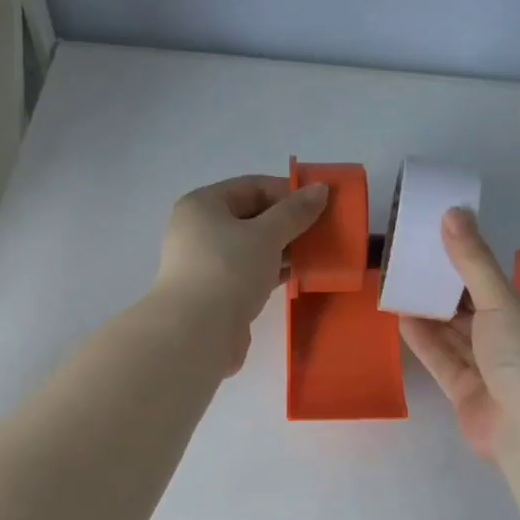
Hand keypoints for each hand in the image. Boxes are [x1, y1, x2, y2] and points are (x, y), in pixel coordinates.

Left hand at [154, 175, 328, 372]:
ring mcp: (206, 265)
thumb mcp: (266, 235)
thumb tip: (321, 189)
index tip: (320, 205)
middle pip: (251, 217)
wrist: (197, 333)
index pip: (251, 186)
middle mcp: (199, 231)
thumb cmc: (228, 271)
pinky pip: (250, 274)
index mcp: (203, 205)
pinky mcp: (217, 294)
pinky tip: (299, 277)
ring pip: (252, 248)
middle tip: (322, 231)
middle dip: (287, 224)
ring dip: (283, 250)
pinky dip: (273, 272)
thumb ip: (294, 212)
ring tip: (317, 255)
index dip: (287, 192)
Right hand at [400, 209, 519, 463]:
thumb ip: (472, 261)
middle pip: (471, 311)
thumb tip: (453, 211)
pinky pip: (443, 361)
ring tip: (397, 288)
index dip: (463, 265)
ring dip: (429, 315)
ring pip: (455, 336)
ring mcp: (489, 370)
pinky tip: (401, 320)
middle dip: (442, 291)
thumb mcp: (500, 300)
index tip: (433, 245)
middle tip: (406, 265)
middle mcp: (512, 340)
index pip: (492, 285)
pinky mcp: (468, 394)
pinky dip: (425, 342)